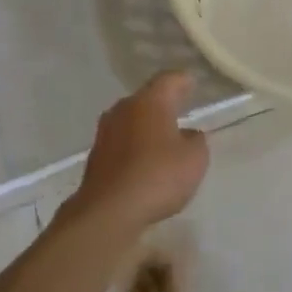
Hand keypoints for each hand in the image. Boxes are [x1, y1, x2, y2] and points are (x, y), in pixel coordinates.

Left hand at [70, 72, 208, 234]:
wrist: (108, 211)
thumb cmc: (158, 176)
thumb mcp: (194, 159)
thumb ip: (196, 141)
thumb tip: (188, 135)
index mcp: (150, 101)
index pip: (169, 80)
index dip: (183, 81)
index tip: (192, 84)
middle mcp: (124, 108)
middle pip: (147, 99)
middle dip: (163, 104)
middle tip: (180, 110)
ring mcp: (106, 131)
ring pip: (131, 120)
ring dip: (146, 126)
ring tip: (163, 138)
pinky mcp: (96, 156)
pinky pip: (121, 142)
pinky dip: (134, 146)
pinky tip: (144, 161)